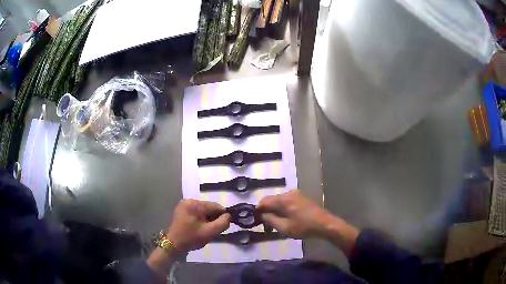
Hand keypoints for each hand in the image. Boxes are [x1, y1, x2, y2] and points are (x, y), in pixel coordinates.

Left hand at [147, 200, 229, 277]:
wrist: (173, 245)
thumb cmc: (191, 238)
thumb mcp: (210, 232)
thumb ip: (223, 223)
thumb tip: (228, 216)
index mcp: (195, 204)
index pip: (216, 206)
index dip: (222, 216)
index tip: (221, 227)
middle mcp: (189, 201)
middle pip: (209, 208)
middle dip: (213, 219)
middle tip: (211, 231)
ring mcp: (184, 205)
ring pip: (204, 211)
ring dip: (207, 220)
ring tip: (204, 231)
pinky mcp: (182, 210)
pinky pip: (197, 213)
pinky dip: (201, 220)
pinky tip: (198, 228)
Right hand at [257, 190, 331, 238]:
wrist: (325, 224)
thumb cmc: (304, 227)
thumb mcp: (284, 227)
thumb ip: (270, 220)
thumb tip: (262, 215)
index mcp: (283, 199)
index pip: (264, 201)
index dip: (257, 210)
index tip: (255, 220)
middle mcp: (289, 193)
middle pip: (271, 200)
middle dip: (266, 211)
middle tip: (265, 224)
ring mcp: (296, 195)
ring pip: (279, 201)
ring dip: (275, 211)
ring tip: (275, 224)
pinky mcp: (302, 198)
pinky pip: (287, 202)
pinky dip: (282, 209)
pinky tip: (285, 219)